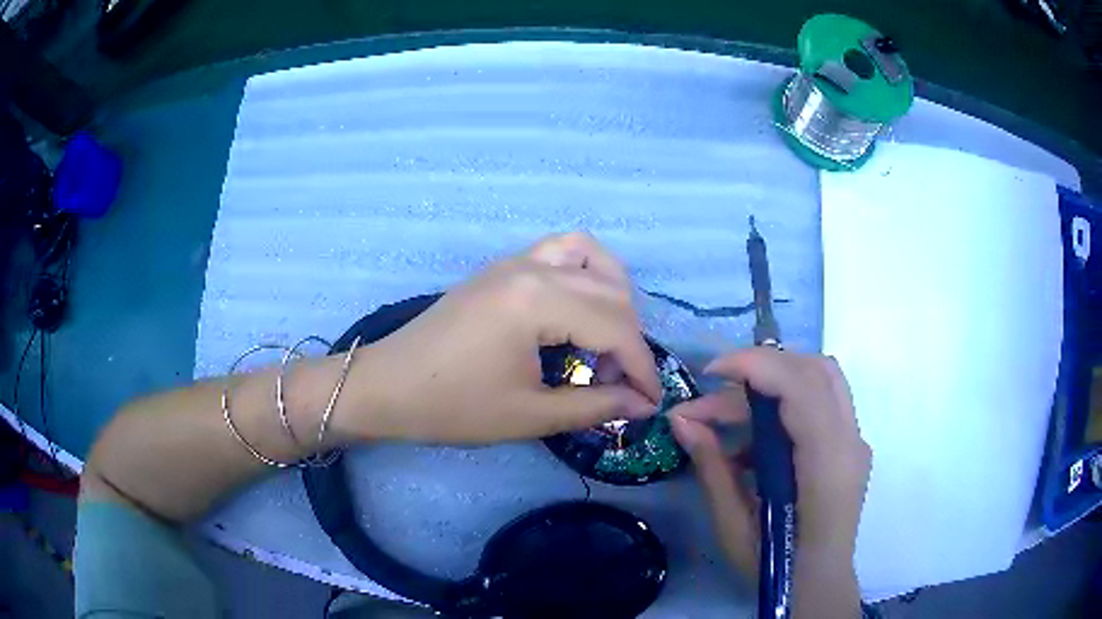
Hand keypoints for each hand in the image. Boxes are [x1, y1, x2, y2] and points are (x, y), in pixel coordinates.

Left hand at [337, 232, 662, 443]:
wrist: (386, 387)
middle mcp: (532, 267)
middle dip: (629, 340)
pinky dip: (584, 274)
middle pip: (610, 293)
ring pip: (590, 258)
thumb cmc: (451, 406)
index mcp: (537, 300)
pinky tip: (578, 309)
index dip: (641, 368)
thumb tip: (643, 404)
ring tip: (607, 340)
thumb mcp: (529, 415)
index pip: (616, 327)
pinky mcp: (502, 268)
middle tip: (621, 384)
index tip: (651, 402)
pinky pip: (559, 252)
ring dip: (613, 296)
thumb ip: (595, 406)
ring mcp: (514, 260)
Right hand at [669, 348, 871, 577]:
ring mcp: (855, 441)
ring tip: (727, 415)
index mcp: (826, 465)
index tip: (710, 372)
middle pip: (815, 370)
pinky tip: (752, 440)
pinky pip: (821, 402)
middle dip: (761, 367)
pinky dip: (785, 403)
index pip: (802, 387)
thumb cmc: (775, 567)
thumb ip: (712, 468)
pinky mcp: (850, 446)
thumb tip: (681, 420)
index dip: (756, 365)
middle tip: (713, 392)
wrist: (817, 587)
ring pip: (821, 379)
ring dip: (774, 381)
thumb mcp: (734, 526)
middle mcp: (850, 442)